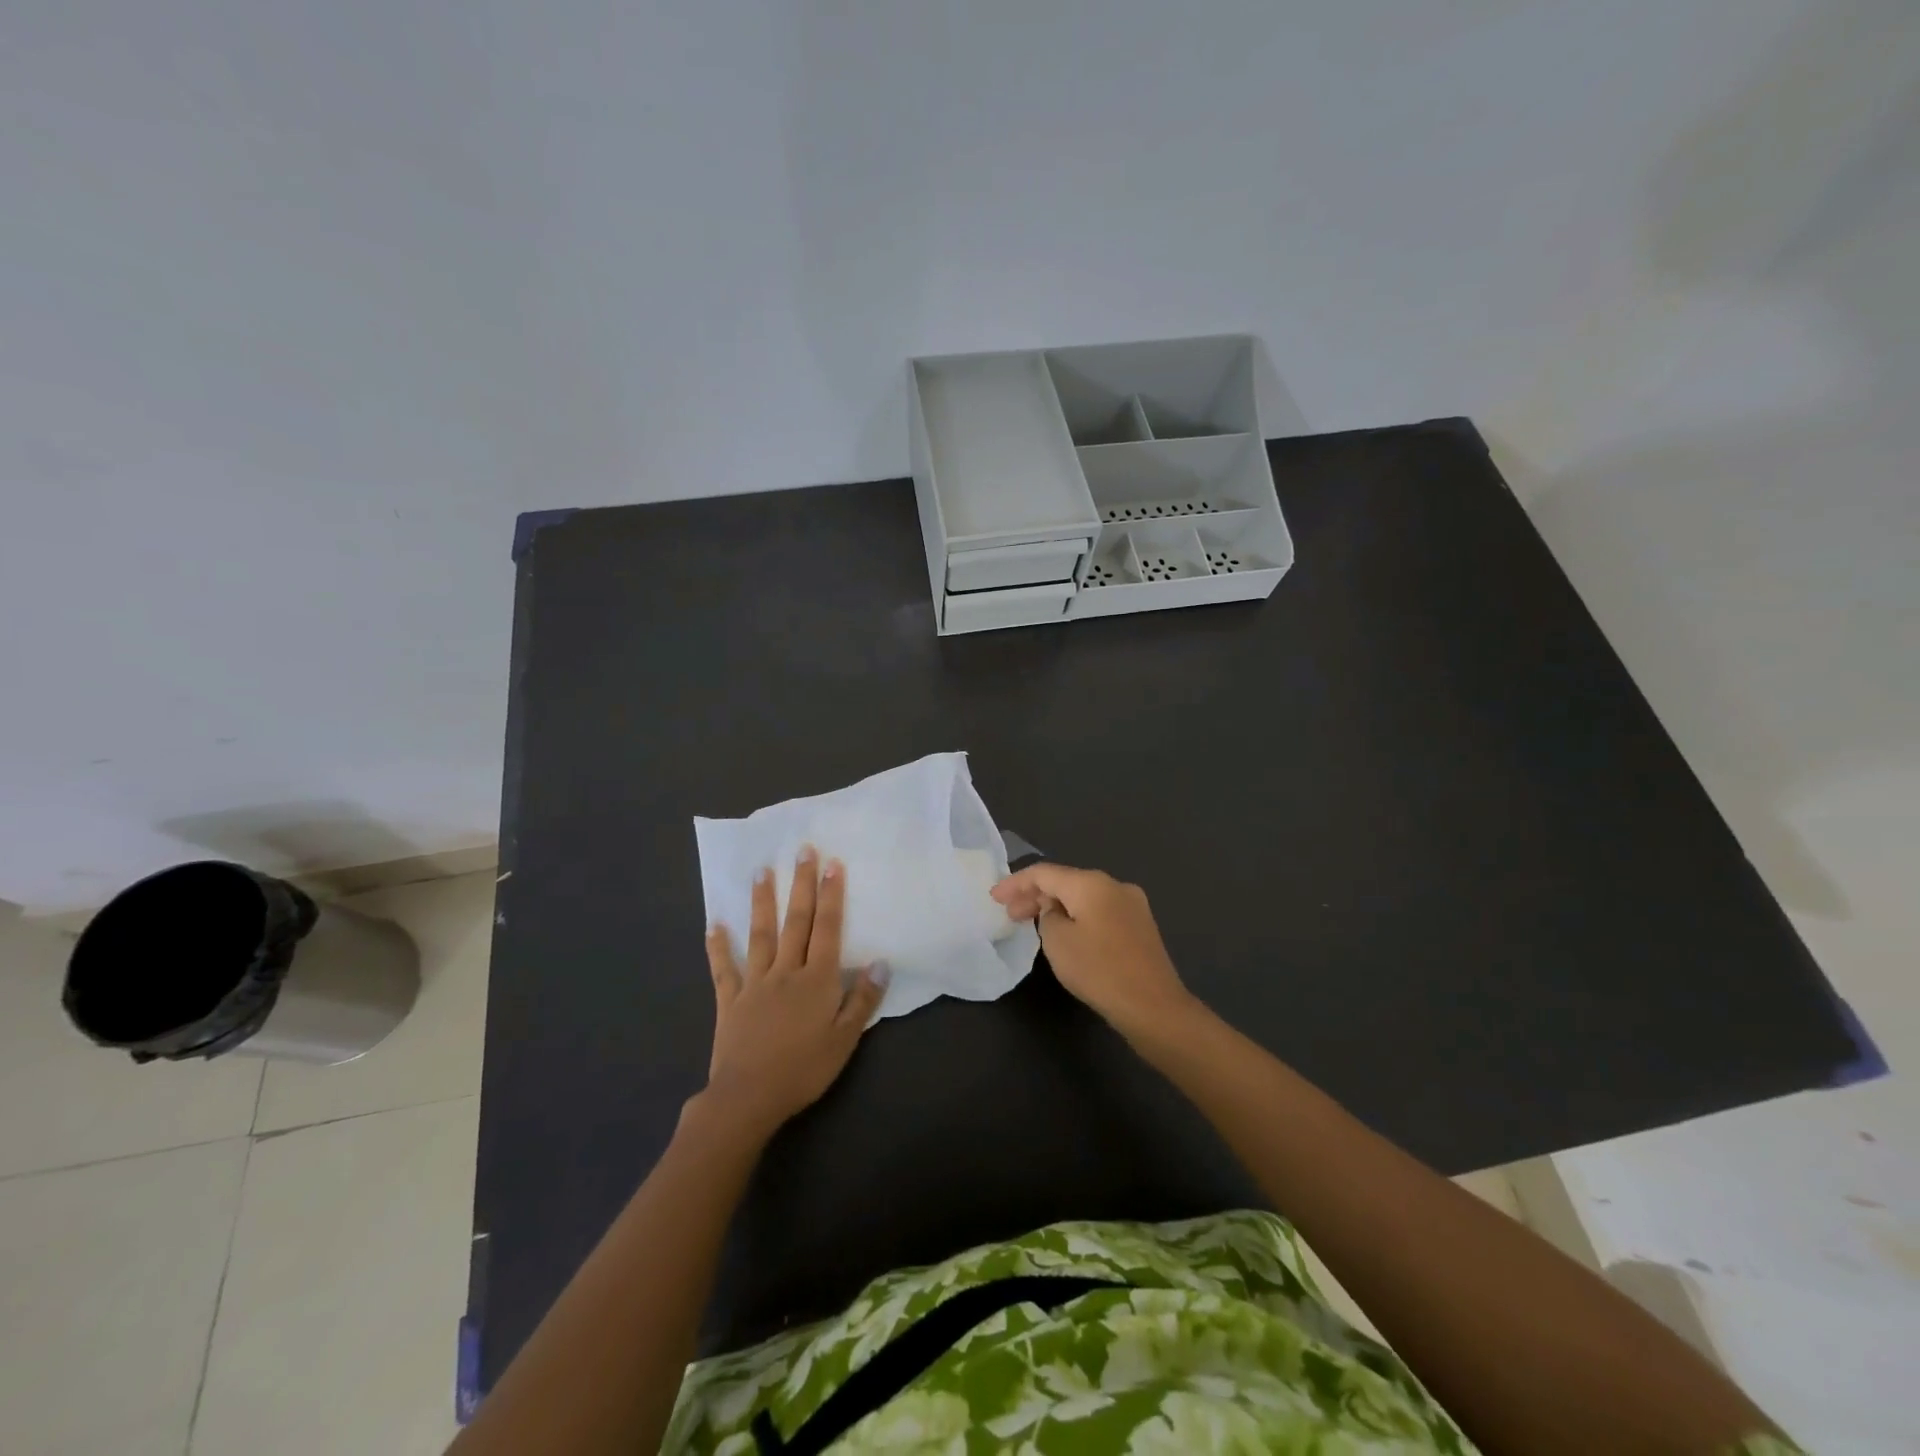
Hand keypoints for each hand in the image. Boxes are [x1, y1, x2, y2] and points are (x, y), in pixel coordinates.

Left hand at [701, 848, 886, 1134]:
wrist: (748, 1098)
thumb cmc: (804, 1070)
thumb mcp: (845, 1040)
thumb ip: (863, 999)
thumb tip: (881, 962)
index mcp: (817, 980)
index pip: (828, 929)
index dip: (832, 895)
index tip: (832, 863)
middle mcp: (786, 971)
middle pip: (796, 921)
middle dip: (801, 884)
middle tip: (802, 850)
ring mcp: (755, 983)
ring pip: (760, 935)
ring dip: (762, 902)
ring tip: (761, 871)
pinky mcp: (730, 1000)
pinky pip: (724, 969)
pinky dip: (718, 946)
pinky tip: (714, 925)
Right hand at [991, 862, 1195, 1036]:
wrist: (1153, 1006)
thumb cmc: (1099, 970)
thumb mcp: (1057, 942)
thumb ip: (1047, 916)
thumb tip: (1056, 910)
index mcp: (1092, 883)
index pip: (1044, 873)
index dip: (1015, 883)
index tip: (994, 898)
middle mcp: (1114, 884)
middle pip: (1066, 882)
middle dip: (1035, 895)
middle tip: (1010, 914)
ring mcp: (1131, 904)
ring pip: (1083, 897)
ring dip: (1056, 906)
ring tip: (1033, 923)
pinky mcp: (1140, 926)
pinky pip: (1099, 911)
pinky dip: (1077, 916)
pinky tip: (1065, 932)